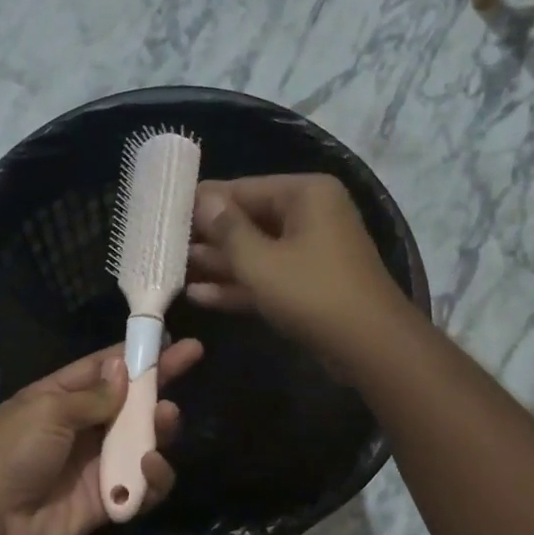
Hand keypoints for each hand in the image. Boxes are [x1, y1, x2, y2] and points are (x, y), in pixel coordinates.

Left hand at [0, 338, 203, 534]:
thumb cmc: (13, 453)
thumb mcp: (47, 410)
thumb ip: (92, 395)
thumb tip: (124, 368)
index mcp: (61, 398)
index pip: (106, 369)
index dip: (138, 353)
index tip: (173, 338)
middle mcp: (83, 428)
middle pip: (131, 402)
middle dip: (159, 384)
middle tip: (190, 363)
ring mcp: (98, 464)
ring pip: (143, 441)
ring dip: (160, 428)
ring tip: (167, 418)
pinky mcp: (109, 499)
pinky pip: (143, 484)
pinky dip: (153, 477)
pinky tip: (149, 466)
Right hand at [186, 175, 409, 354]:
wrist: (369, 346)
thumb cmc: (312, 293)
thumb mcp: (260, 261)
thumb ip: (227, 230)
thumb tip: (203, 199)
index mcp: (305, 194)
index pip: (243, 189)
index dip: (203, 202)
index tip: (166, 212)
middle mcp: (310, 215)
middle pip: (248, 220)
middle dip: (208, 237)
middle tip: (164, 246)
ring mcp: (310, 252)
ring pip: (256, 252)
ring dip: (218, 264)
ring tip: (173, 271)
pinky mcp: (308, 285)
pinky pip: (267, 277)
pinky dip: (238, 285)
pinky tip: (199, 296)